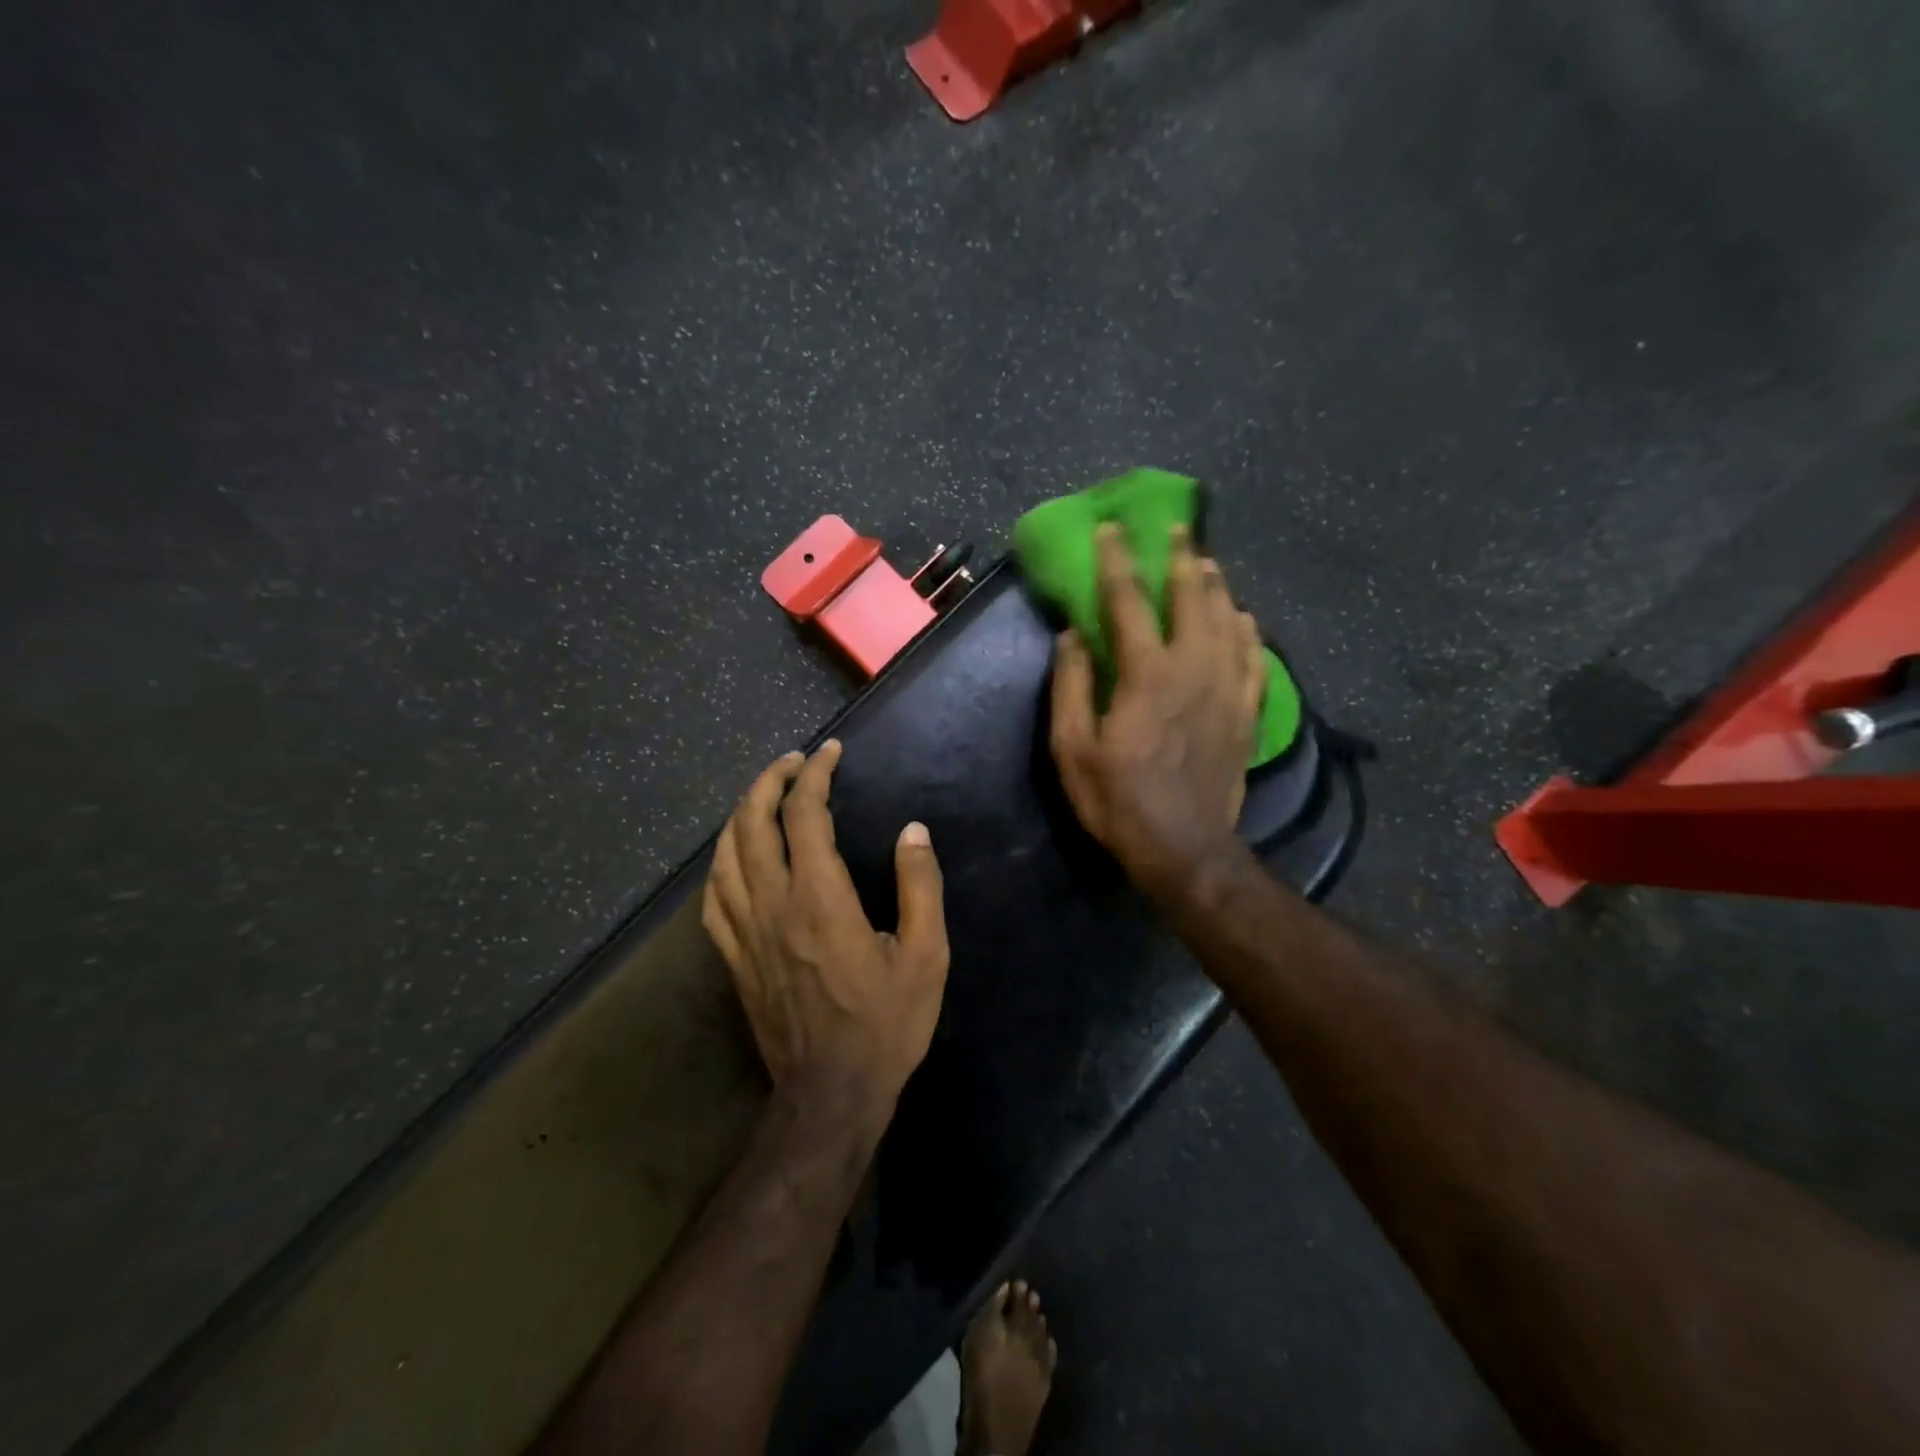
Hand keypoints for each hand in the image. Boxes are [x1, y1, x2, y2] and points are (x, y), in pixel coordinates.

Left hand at [702, 740, 949, 1113]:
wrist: (830, 1095)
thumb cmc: (885, 1025)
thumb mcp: (926, 955)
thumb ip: (919, 886)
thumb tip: (913, 831)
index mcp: (820, 898)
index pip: (804, 814)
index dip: (815, 774)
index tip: (830, 752)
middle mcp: (773, 904)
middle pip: (752, 823)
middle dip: (770, 781)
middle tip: (794, 762)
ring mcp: (745, 932)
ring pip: (725, 855)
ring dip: (741, 814)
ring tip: (763, 794)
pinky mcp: (734, 959)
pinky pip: (713, 898)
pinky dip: (720, 863)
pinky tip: (733, 856)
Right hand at [1049, 523, 1266, 905]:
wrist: (1184, 848)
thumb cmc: (1118, 800)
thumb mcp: (1072, 748)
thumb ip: (1071, 686)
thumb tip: (1073, 636)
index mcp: (1146, 673)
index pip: (1128, 601)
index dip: (1117, 561)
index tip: (1111, 529)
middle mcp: (1193, 668)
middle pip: (1192, 597)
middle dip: (1182, 558)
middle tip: (1178, 529)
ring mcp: (1227, 688)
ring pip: (1228, 619)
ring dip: (1216, 586)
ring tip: (1208, 563)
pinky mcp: (1246, 711)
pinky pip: (1254, 656)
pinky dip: (1248, 630)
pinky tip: (1244, 618)